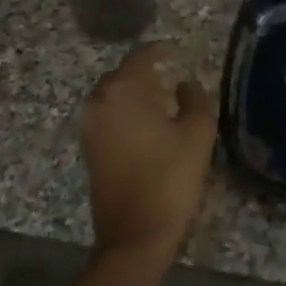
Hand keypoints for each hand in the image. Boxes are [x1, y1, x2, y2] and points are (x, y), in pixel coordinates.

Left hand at [79, 41, 215, 261]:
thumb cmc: (170, 178)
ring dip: (136, 94)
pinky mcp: (88, 148)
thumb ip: (195, 98)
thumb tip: (185, 83)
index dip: (161, 50)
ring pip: (114, 95)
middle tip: (173, 78)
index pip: (142, 55)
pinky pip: (108, 115)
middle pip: (124, 73)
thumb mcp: (197, 134)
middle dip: (147, 72)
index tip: (178, 52)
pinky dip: (126, 113)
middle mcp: (100, 100)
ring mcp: (89, 125)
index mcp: (123, 89)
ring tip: (163, 102)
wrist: (134, 236)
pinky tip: (148, 125)